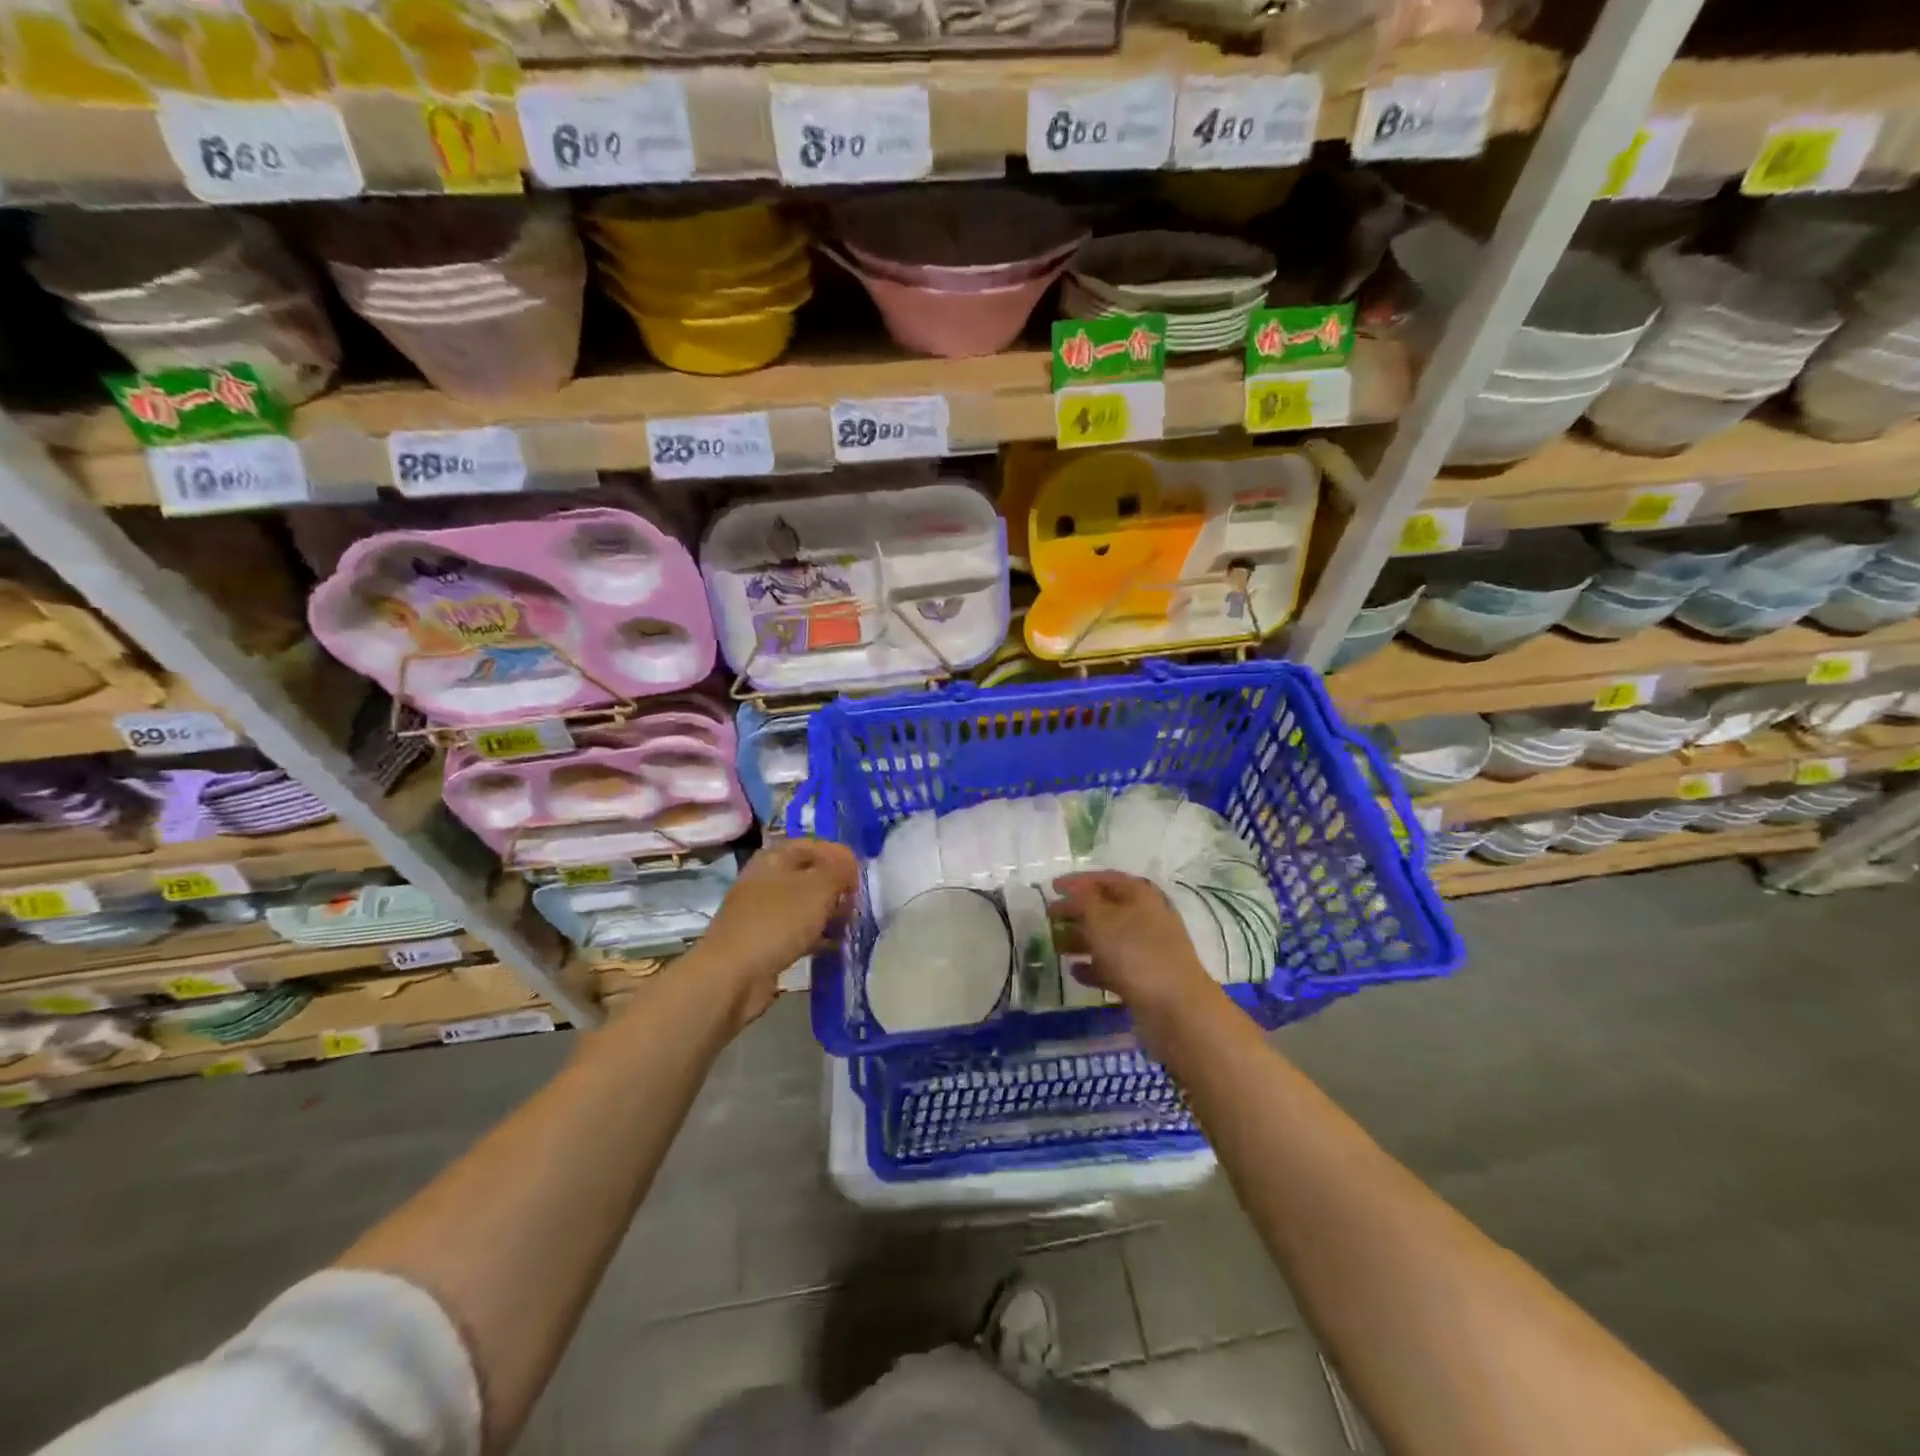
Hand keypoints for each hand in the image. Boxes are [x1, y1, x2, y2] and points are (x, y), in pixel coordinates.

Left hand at [687, 838, 858, 1028]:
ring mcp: (762, 912)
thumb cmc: (777, 921)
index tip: (860, 874)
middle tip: (857, 902)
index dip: (839, 855)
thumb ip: (839, 870)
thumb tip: (850, 865)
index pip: (813, 845)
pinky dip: (816, 936)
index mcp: (774, 857)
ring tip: (850, 924)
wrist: (733, 975)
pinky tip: (833, 945)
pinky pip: (797, 931)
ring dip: (828, 913)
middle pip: (809, 875)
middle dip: (835, 886)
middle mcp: (766, 880)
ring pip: (804, 905)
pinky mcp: (764, 942)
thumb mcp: (818, 888)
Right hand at [1051, 870, 1224, 1051]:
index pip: (1104, 878)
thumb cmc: (1136, 953)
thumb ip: (1081, 901)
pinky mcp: (1144, 978)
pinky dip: (1093, 967)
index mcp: (1140, 895)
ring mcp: (1147, 949)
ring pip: (1108, 938)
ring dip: (1081, 940)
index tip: (1051, 888)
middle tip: (1049, 919)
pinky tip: (1074, 973)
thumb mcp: (1101, 919)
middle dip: (1076, 912)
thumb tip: (1071, 893)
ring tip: (1056, 946)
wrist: (1176, 1008)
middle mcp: (1146, 917)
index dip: (1077, 881)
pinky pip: (1113, 966)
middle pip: (1105, 908)